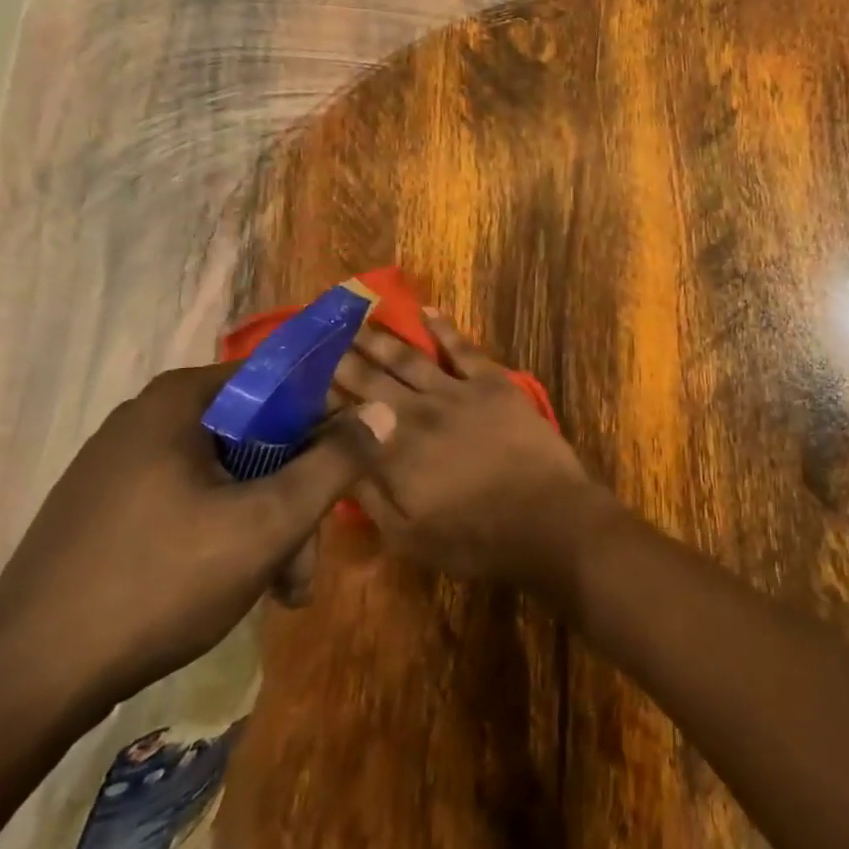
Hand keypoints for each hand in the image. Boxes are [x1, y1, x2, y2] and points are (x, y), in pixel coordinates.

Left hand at [0, 363, 392, 714]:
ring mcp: (120, 463)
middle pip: (256, 437)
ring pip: (227, 474)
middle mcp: (149, 417)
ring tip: (279, 592)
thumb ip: (335, 463)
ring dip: (265, 525)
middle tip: (304, 567)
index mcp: (181, 400)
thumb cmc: (158, 584)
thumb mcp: (267, 523)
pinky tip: (234, 587)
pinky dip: (223, 534)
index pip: (281, 383)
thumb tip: (383, 411)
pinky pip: (189, 499)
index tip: (339, 481)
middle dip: (293, 498)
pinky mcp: (106, 507)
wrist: (21, 686)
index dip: (323, 426)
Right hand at [332, 310, 615, 592]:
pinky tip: (426, 310)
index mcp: (392, 453)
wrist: (547, 519)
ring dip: (381, 337)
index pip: (345, 417)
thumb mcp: (408, 537)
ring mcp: (457, 393)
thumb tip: (334, 463)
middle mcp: (417, 413)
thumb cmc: (475, 539)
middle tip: (320, 337)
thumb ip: (368, 497)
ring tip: (357, 319)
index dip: (322, 396)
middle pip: (371, 379)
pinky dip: (443, 327)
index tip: (302, 377)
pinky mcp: (492, 383)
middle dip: (342, 358)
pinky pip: (462, 348)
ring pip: (409, 358)